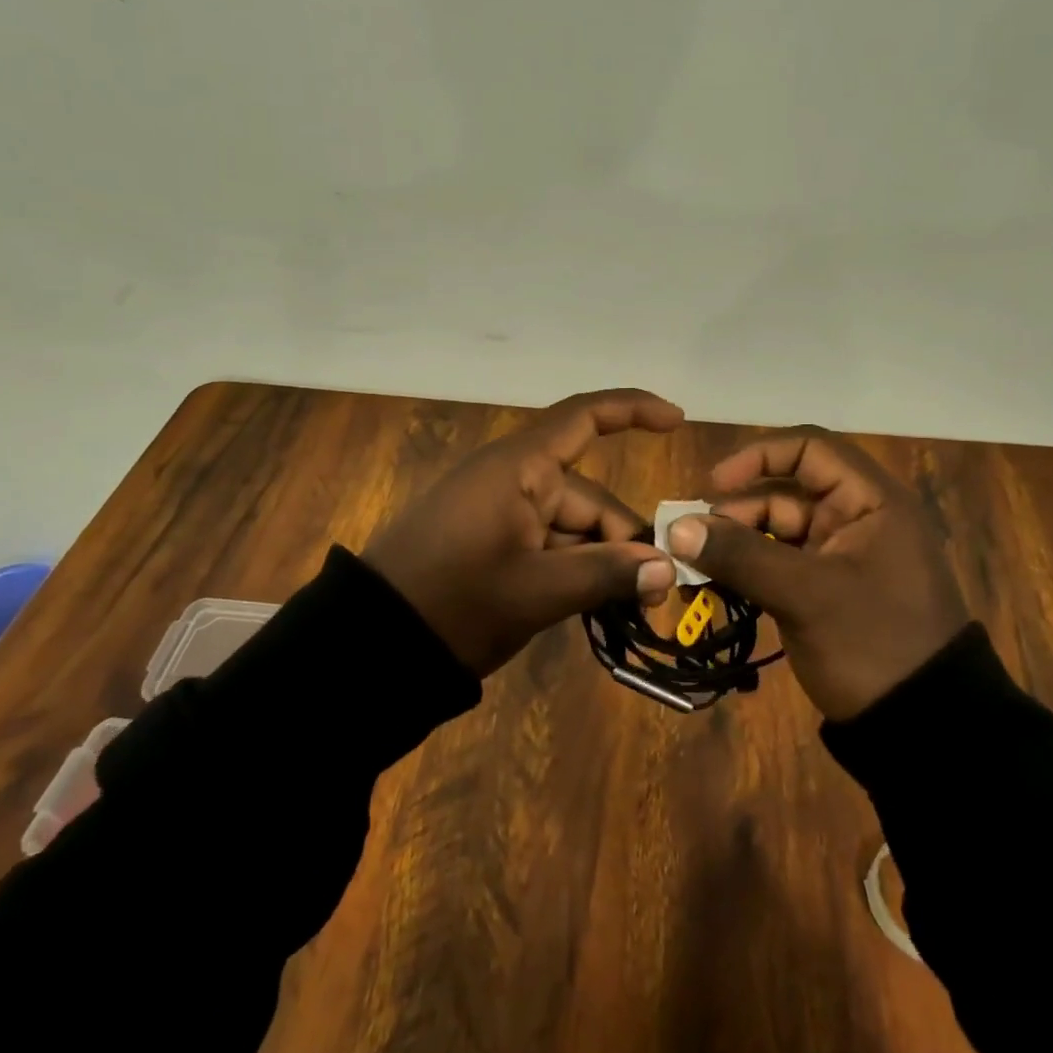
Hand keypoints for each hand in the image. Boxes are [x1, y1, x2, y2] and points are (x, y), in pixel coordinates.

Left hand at [362, 389, 682, 676]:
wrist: (374, 642)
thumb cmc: (456, 601)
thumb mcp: (536, 591)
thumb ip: (605, 575)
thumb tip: (667, 568)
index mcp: (521, 467)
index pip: (584, 418)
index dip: (632, 410)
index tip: (677, 422)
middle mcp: (516, 479)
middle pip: (590, 497)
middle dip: (624, 541)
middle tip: (653, 596)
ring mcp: (502, 511)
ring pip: (573, 527)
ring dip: (601, 562)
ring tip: (626, 609)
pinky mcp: (494, 540)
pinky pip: (549, 543)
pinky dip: (573, 569)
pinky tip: (592, 605)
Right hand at [664, 428, 969, 720]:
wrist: (924, 729)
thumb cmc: (874, 645)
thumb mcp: (806, 596)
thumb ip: (742, 556)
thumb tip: (676, 529)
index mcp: (871, 502)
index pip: (810, 449)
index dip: (758, 457)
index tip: (714, 484)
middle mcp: (856, 518)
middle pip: (784, 494)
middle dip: (734, 514)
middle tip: (690, 544)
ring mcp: (840, 557)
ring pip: (775, 532)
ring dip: (733, 547)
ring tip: (693, 574)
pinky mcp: (826, 591)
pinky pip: (777, 566)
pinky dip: (746, 573)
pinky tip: (713, 589)